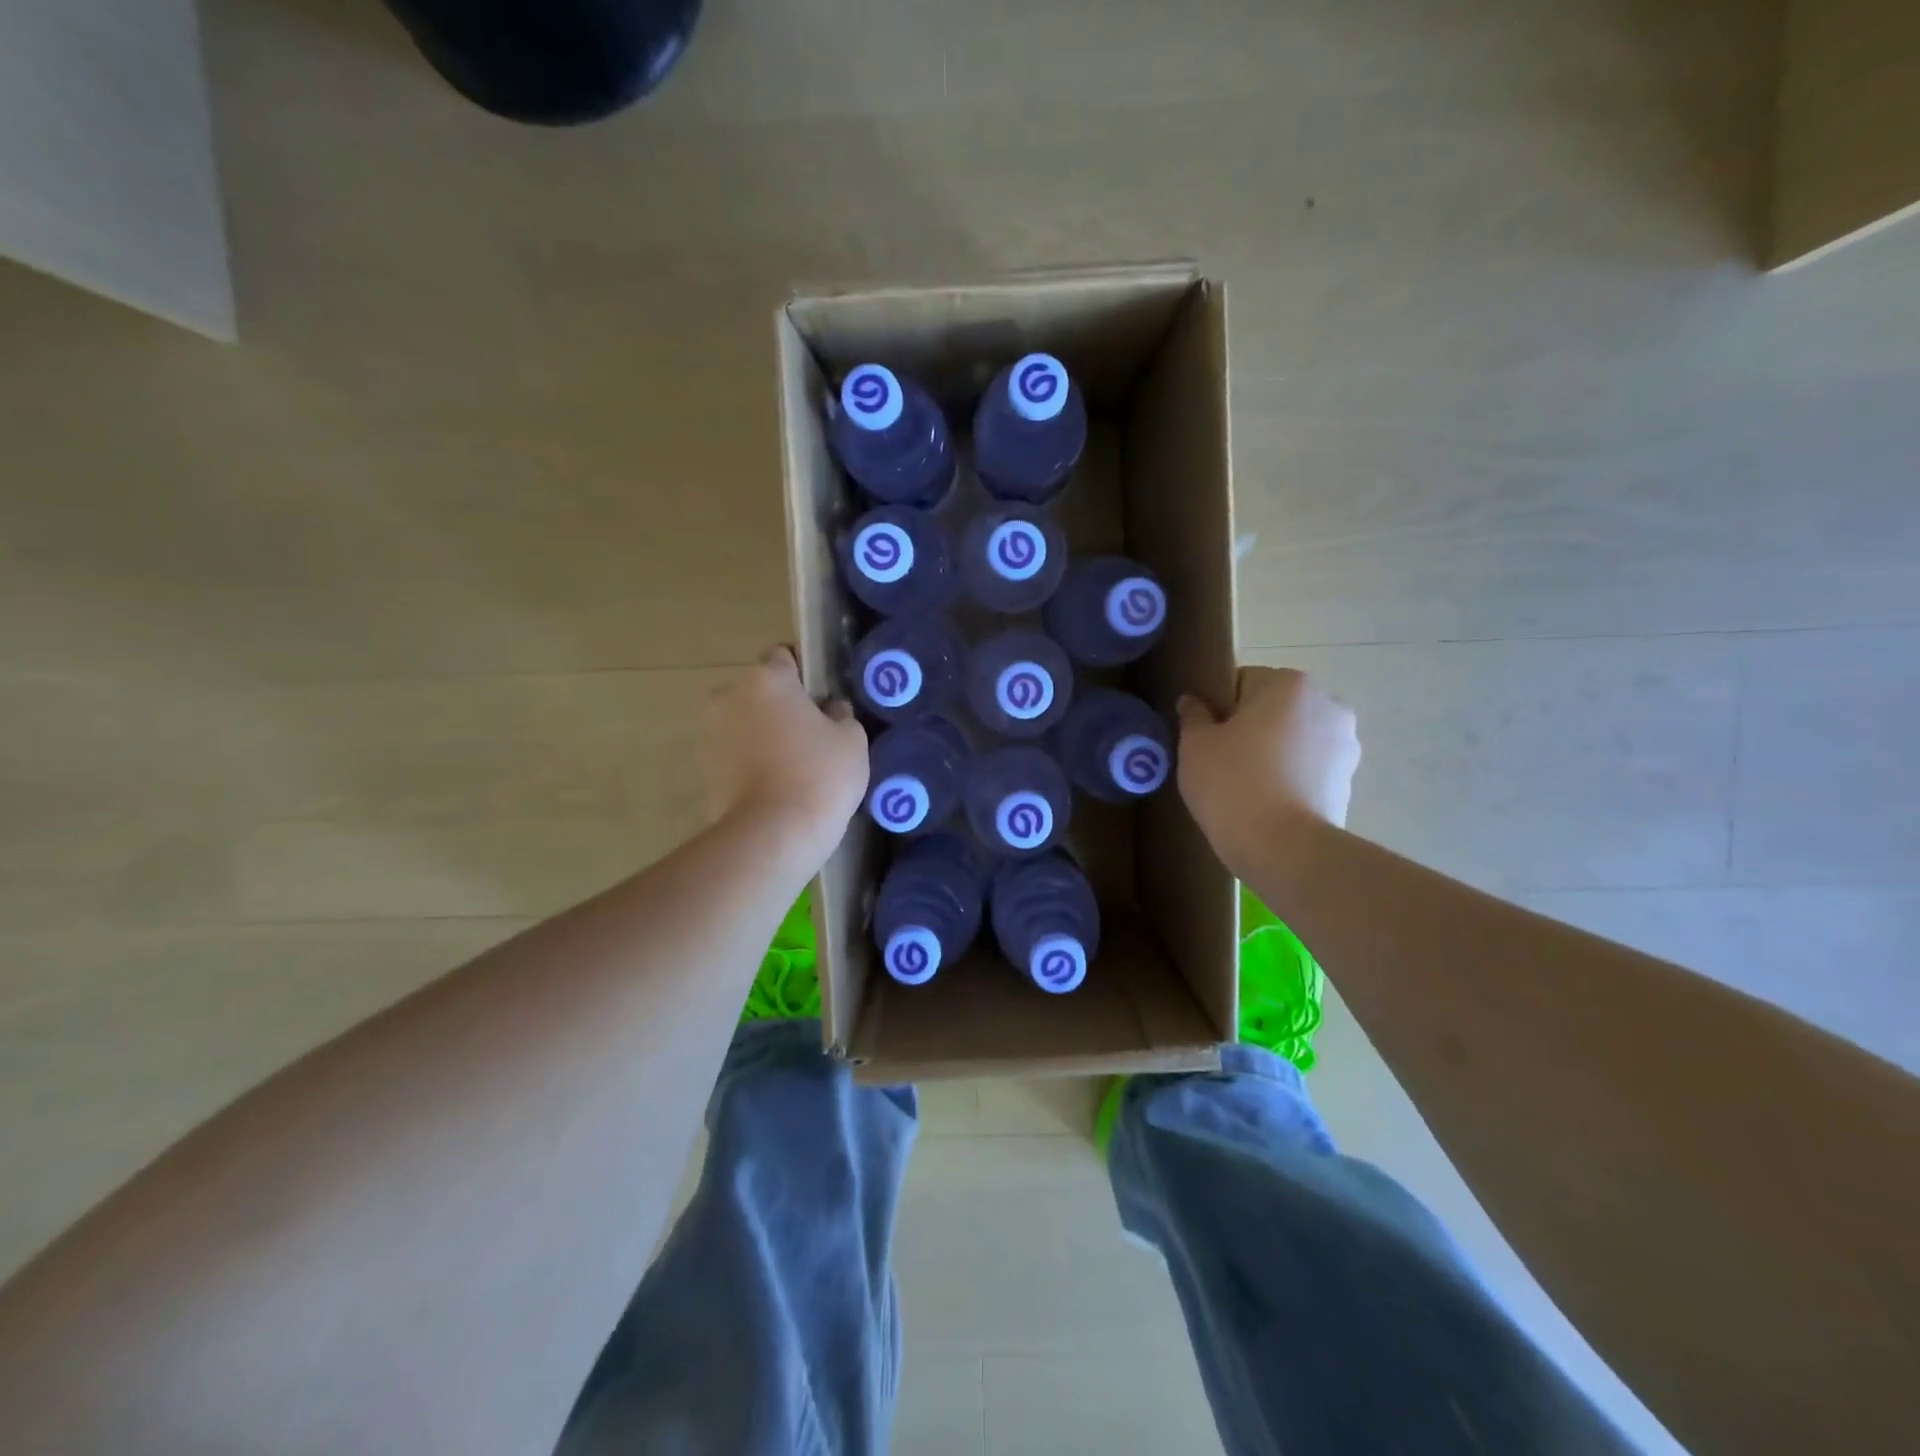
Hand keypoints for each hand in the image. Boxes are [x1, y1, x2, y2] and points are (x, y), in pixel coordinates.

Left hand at [701, 646, 868, 857]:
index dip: (803, 674)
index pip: (783, 656)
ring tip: (790, 768)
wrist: (772, 834)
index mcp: (767, 679)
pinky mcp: (702, 769)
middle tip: (809, 737)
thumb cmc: (819, 776)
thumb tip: (829, 709)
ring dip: (761, 735)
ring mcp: (710, 733)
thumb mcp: (851, 740)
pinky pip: (733, 754)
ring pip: (743, 723)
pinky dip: (748, 763)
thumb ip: (841, 714)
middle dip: (779, 707)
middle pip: (759, 692)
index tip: (820, 699)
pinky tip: (773, 787)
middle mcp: (729, 696)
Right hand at [1177, 667, 1360, 876]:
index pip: (1242, 681)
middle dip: (1250, 728)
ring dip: (1274, 752)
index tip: (1205, 738)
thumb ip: (1194, 715)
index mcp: (1289, 684)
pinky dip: (1291, 777)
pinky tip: (1268, 803)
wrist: (1283, 849)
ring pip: (1294, 738)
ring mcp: (1345, 744)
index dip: (1218, 708)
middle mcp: (1327, 703)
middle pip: (1274, 708)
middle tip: (1221, 762)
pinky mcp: (1349, 780)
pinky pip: (1309, 768)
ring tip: (1246, 787)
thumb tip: (1193, 701)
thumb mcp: (1195, 746)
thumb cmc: (1233, 784)